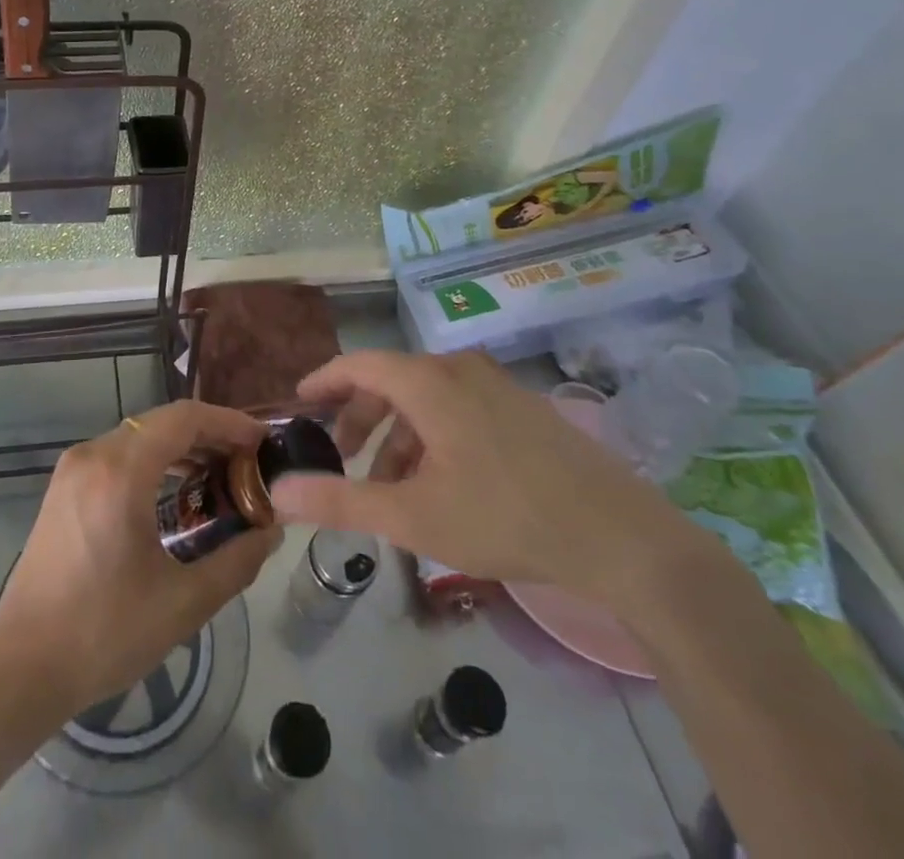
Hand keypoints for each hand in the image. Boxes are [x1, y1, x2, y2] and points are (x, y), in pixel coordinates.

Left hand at [0, 401, 279, 735]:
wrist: (22, 666)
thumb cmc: (104, 633)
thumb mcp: (183, 603)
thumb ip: (236, 561)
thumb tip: (270, 531)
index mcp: (120, 471)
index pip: (184, 418)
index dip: (228, 422)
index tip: (263, 440)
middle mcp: (93, 454)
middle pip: (162, 421)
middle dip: (210, 434)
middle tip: (249, 462)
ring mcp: (73, 468)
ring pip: (140, 435)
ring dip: (182, 446)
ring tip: (222, 474)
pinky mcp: (64, 487)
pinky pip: (119, 453)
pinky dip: (154, 459)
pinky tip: (177, 489)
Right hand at [270, 350, 709, 611]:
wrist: (624, 539)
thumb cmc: (506, 519)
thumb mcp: (412, 517)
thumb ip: (340, 502)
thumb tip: (278, 492)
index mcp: (429, 382)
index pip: (359, 364)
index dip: (324, 380)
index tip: (300, 402)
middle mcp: (460, 370)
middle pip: (391, 381)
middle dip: (359, 418)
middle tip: (340, 457)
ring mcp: (497, 387)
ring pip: (426, 399)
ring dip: (397, 436)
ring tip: (389, 487)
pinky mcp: (524, 409)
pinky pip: (458, 409)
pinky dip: (432, 437)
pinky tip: (439, 485)